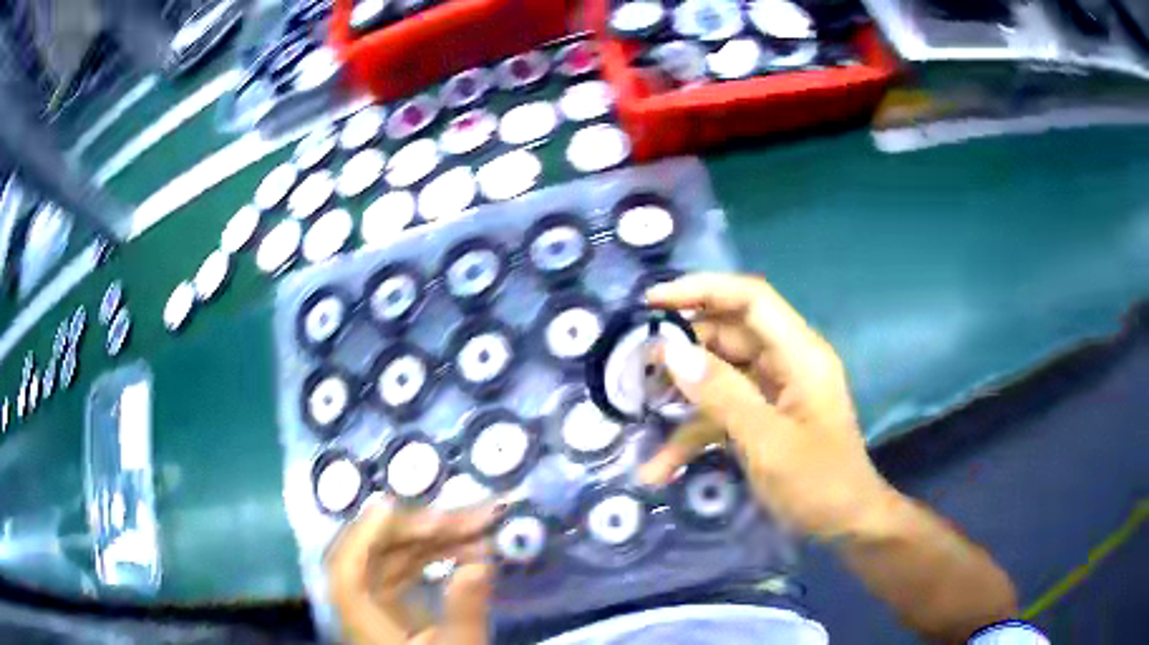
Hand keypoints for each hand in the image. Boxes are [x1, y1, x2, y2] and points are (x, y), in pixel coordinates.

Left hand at [328, 505, 495, 644]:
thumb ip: (465, 612)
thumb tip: (478, 565)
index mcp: (364, 622)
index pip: (345, 573)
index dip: (362, 537)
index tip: (393, 507)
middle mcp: (362, 608)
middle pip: (375, 557)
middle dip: (420, 531)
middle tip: (468, 517)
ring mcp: (377, 606)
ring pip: (394, 560)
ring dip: (435, 540)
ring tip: (481, 526)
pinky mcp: (395, 608)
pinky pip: (408, 572)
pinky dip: (435, 557)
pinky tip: (466, 549)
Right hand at [640, 273, 893, 539]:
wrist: (846, 525)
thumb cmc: (818, 484)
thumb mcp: (768, 442)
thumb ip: (722, 394)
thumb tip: (672, 351)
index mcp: (799, 354)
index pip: (750, 299)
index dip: (702, 289)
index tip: (652, 302)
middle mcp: (786, 363)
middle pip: (729, 335)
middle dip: (683, 347)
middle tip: (635, 363)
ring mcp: (773, 392)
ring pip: (719, 375)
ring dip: (683, 394)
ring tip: (639, 406)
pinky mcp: (762, 419)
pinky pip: (722, 413)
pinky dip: (694, 434)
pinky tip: (659, 467)